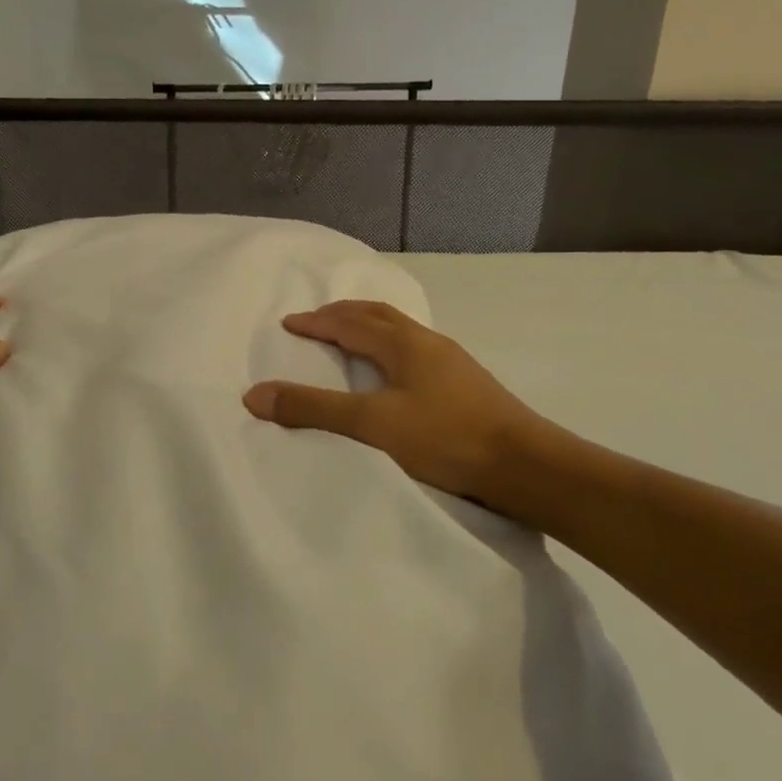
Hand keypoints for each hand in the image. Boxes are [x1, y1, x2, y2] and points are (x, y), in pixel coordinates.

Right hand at [243, 300, 571, 507]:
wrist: (526, 466)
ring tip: (351, 339)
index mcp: (404, 343)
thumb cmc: (446, 438)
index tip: (289, 323)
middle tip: (318, 320)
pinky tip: (396, 372)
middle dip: (344, 314)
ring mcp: (452, 362)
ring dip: (370, 328)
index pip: (350, 322)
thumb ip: (314, 408)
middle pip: (379, 316)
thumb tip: (255, 394)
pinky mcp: (466, 384)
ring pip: (401, 332)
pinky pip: (416, 350)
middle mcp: (428, 343)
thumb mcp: (372, 424)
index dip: (317, 321)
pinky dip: (391, 348)